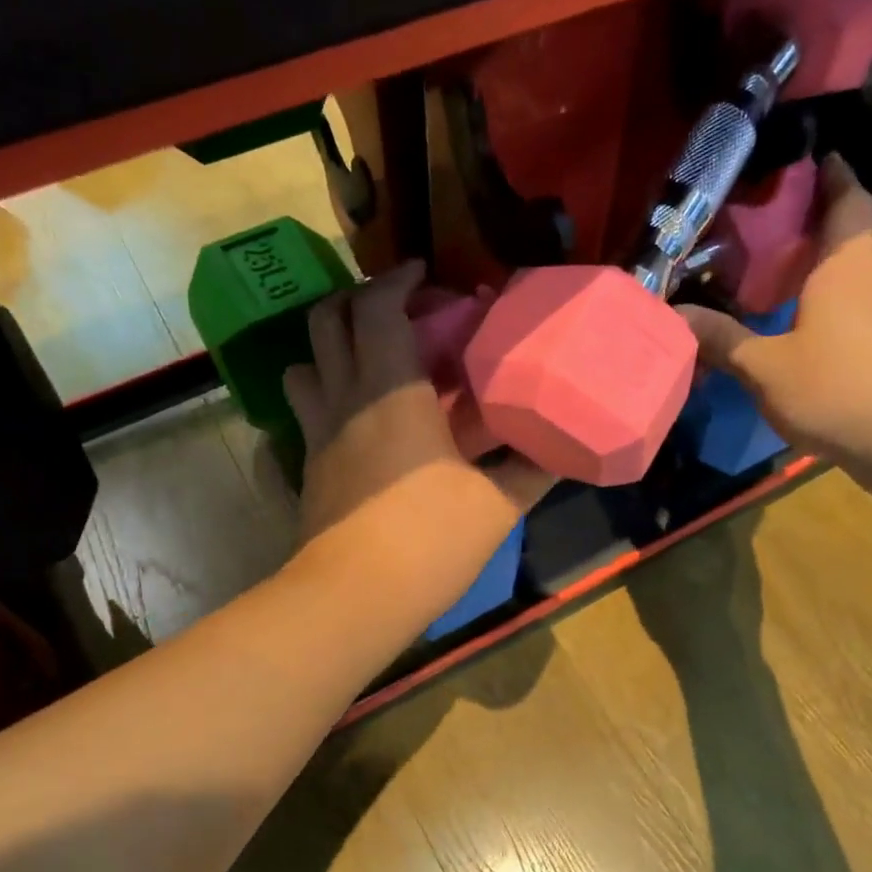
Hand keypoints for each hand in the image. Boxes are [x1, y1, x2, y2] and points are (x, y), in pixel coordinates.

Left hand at [283, 262, 551, 605]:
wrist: (354, 598)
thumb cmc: (429, 540)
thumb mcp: (496, 505)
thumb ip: (532, 470)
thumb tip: (566, 449)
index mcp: (391, 391)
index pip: (379, 307)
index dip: (398, 279)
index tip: (424, 274)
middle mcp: (345, 400)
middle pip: (328, 322)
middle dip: (358, 299)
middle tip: (397, 308)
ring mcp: (318, 434)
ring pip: (304, 364)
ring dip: (332, 347)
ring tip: (369, 357)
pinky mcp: (309, 468)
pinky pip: (308, 411)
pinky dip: (326, 394)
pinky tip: (358, 418)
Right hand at [675, 155, 871, 467]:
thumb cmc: (829, 388)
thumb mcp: (761, 366)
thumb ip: (721, 339)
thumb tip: (675, 312)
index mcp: (842, 272)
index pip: (851, 205)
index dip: (838, 180)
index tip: (823, 162)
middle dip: (855, 222)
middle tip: (817, 230)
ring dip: (865, 265)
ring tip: (828, 278)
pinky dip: (869, 309)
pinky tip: (846, 330)